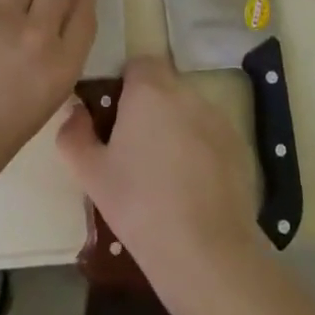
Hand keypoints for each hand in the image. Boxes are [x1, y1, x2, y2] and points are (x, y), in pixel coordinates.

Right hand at [56, 57, 262, 310]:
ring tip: (165, 171)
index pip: (139, 64)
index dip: (126, 84)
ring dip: (176, 127)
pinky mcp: (240, 146)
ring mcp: (219, 119)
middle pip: (165, 86)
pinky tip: (192, 186)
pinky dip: (201, 149)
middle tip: (135, 147)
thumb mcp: (91, 173)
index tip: (116, 116)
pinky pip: (212, 135)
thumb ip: (74, 134)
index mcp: (149, 91)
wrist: (204, 250)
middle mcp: (187, 94)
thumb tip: (75, 113)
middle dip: (150, 107)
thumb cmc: (138, 204)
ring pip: (189, 111)